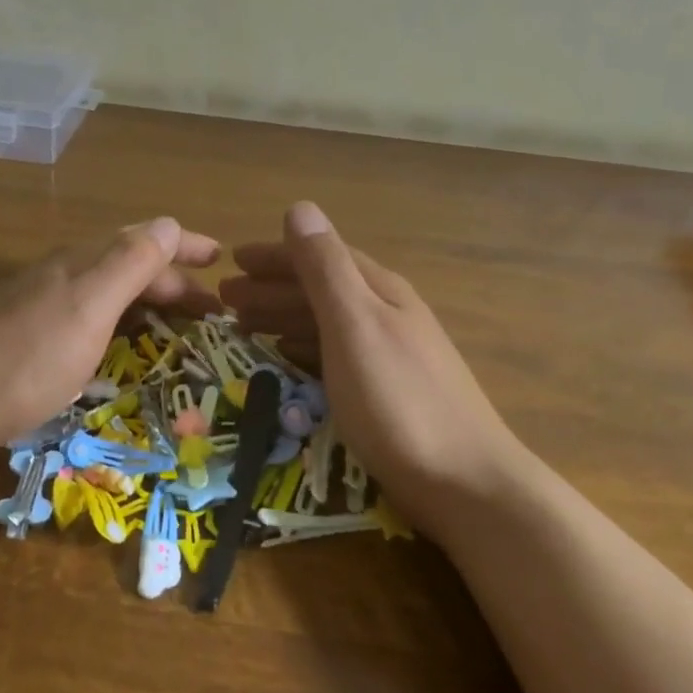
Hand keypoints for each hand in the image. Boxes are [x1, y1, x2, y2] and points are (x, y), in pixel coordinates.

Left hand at [0, 216, 219, 462]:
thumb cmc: (27, 357)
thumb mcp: (88, 307)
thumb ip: (130, 264)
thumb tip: (169, 225)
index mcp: (83, 262)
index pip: (145, 239)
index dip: (184, 245)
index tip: (221, 259)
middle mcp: (66, 275)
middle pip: (131, 265)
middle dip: (175, 281)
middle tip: (212, 312)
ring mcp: (47, 305)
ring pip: (113, 292)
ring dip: (152, 303)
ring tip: (181, 328)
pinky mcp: (35, 337)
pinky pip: (95, 318)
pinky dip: (125, 324)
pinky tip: (127, 348)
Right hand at [220, 202, 515, 531]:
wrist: (466, 484)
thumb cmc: (398, 401)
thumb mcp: (354, 325)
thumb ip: (325, 268)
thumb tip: (299, 207)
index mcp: (378, 290)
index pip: (319, 256)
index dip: (274, 256)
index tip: (232, 261)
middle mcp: (386, 313)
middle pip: (320, 288)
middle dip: (271, 288)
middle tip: (225, 299)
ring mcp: (390, 353)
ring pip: (326, 321)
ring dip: (283, 316)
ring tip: (244, 326)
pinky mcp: (388, 390)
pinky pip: (333, 352)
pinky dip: (303, 348)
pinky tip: (288, 361)